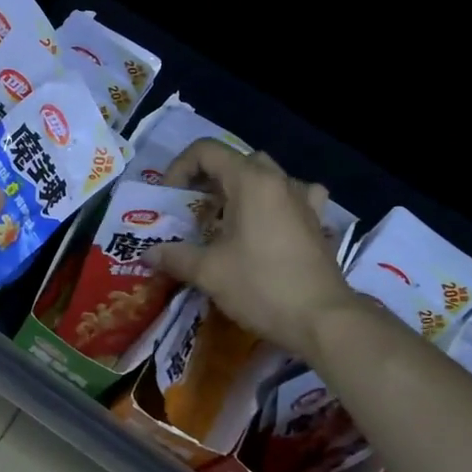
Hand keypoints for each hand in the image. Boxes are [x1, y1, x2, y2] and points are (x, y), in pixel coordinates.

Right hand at [152, 139, 357, 358]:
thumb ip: (175, 256)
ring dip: (240, 190)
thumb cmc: (261, 286)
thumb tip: (149, 254)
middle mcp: (279, 181)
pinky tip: (270, 224)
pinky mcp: (317, 222)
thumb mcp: (209, 272)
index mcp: (251, 181)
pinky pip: (294, 197)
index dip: (179, 168)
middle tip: (194, 212)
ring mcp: (304, 200)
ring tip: (227, 220)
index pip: (207, 151)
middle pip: (236, 161)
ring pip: (265, 177)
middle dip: (208, 180)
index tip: (170, 200)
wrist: (323, 320)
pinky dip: (276, 203)